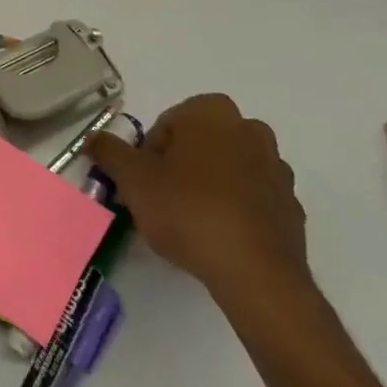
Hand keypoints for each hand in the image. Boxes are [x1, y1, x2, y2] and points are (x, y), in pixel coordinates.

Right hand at [86, 93, 309, 306]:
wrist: (256, 274)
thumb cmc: (188, 210)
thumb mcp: (132, 179)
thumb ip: (109, 151)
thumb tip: (94, 138)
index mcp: (212, 112)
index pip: (166, 125)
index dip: (148, 155)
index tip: (145, 184)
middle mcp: (250, 129)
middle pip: (198, 144)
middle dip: (180, 166)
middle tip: (162, 201)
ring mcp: (276, 168)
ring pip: (227, 169)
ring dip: (208, 186)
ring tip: (191, 223)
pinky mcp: (292, 206)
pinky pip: (252, 199)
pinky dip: (234, 210)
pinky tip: (219, 238)